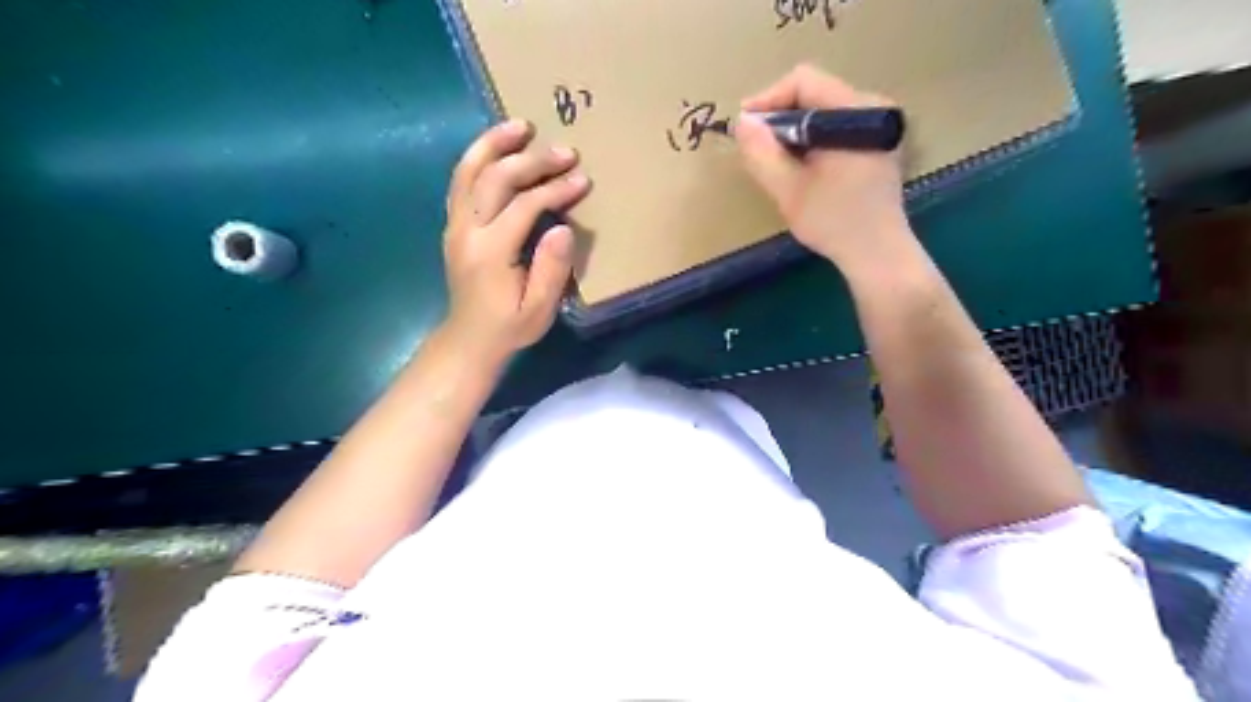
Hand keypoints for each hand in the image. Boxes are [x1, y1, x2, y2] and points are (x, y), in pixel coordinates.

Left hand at [443, 117, 591, 364]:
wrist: (469, 340)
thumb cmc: (509, 327)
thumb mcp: (538, 309)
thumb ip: (551, 270)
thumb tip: (563, 229)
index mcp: (491, 252)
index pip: (524, 206)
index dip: (555, 190)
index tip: (582, 180)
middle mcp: (467, 231)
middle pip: (495, 178)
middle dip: (532, 160)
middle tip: (564, 151)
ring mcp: (455, 225)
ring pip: (468, 171)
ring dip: (494, 144)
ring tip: (520, 125)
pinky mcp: (453, 225)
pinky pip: (460, 181)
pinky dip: (477, 158)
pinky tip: (496, 147)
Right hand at [735, 63, 914, 273]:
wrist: (877, 254)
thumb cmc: (835, 223)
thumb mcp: (789, 190)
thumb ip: (762, 154)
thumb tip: (742, 122)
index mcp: (856, 111)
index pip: (804, 81)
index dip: (768, 99)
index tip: (744, 128)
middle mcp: (872, 107)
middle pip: (814, 93)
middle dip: (779, 118)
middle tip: (756, 148)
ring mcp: (877, 125)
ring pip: (821, 111)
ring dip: (792, 132)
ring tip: (773, 160)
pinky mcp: (875, 143)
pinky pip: (833, 128)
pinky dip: (810, 141)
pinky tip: (798, 166)